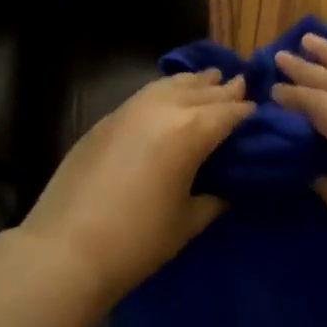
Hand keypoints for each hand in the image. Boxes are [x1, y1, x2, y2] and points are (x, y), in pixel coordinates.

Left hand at [19, 70, 252, 305]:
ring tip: (209, 78)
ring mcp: (131, 109)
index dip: (247, 111)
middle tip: (241, 85)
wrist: (66, 248)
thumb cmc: (137, 241)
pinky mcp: (107, 118)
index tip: (260, 112)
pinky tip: (168, 96)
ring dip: (193, 82)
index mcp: (191, 131)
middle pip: (201, 91)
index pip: (229, 112)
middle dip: (223, 89)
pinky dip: (165, 90)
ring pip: (170, 84)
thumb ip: (213, 198)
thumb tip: (225, 189)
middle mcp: (163, 108)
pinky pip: (146, 93)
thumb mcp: (188, 222)